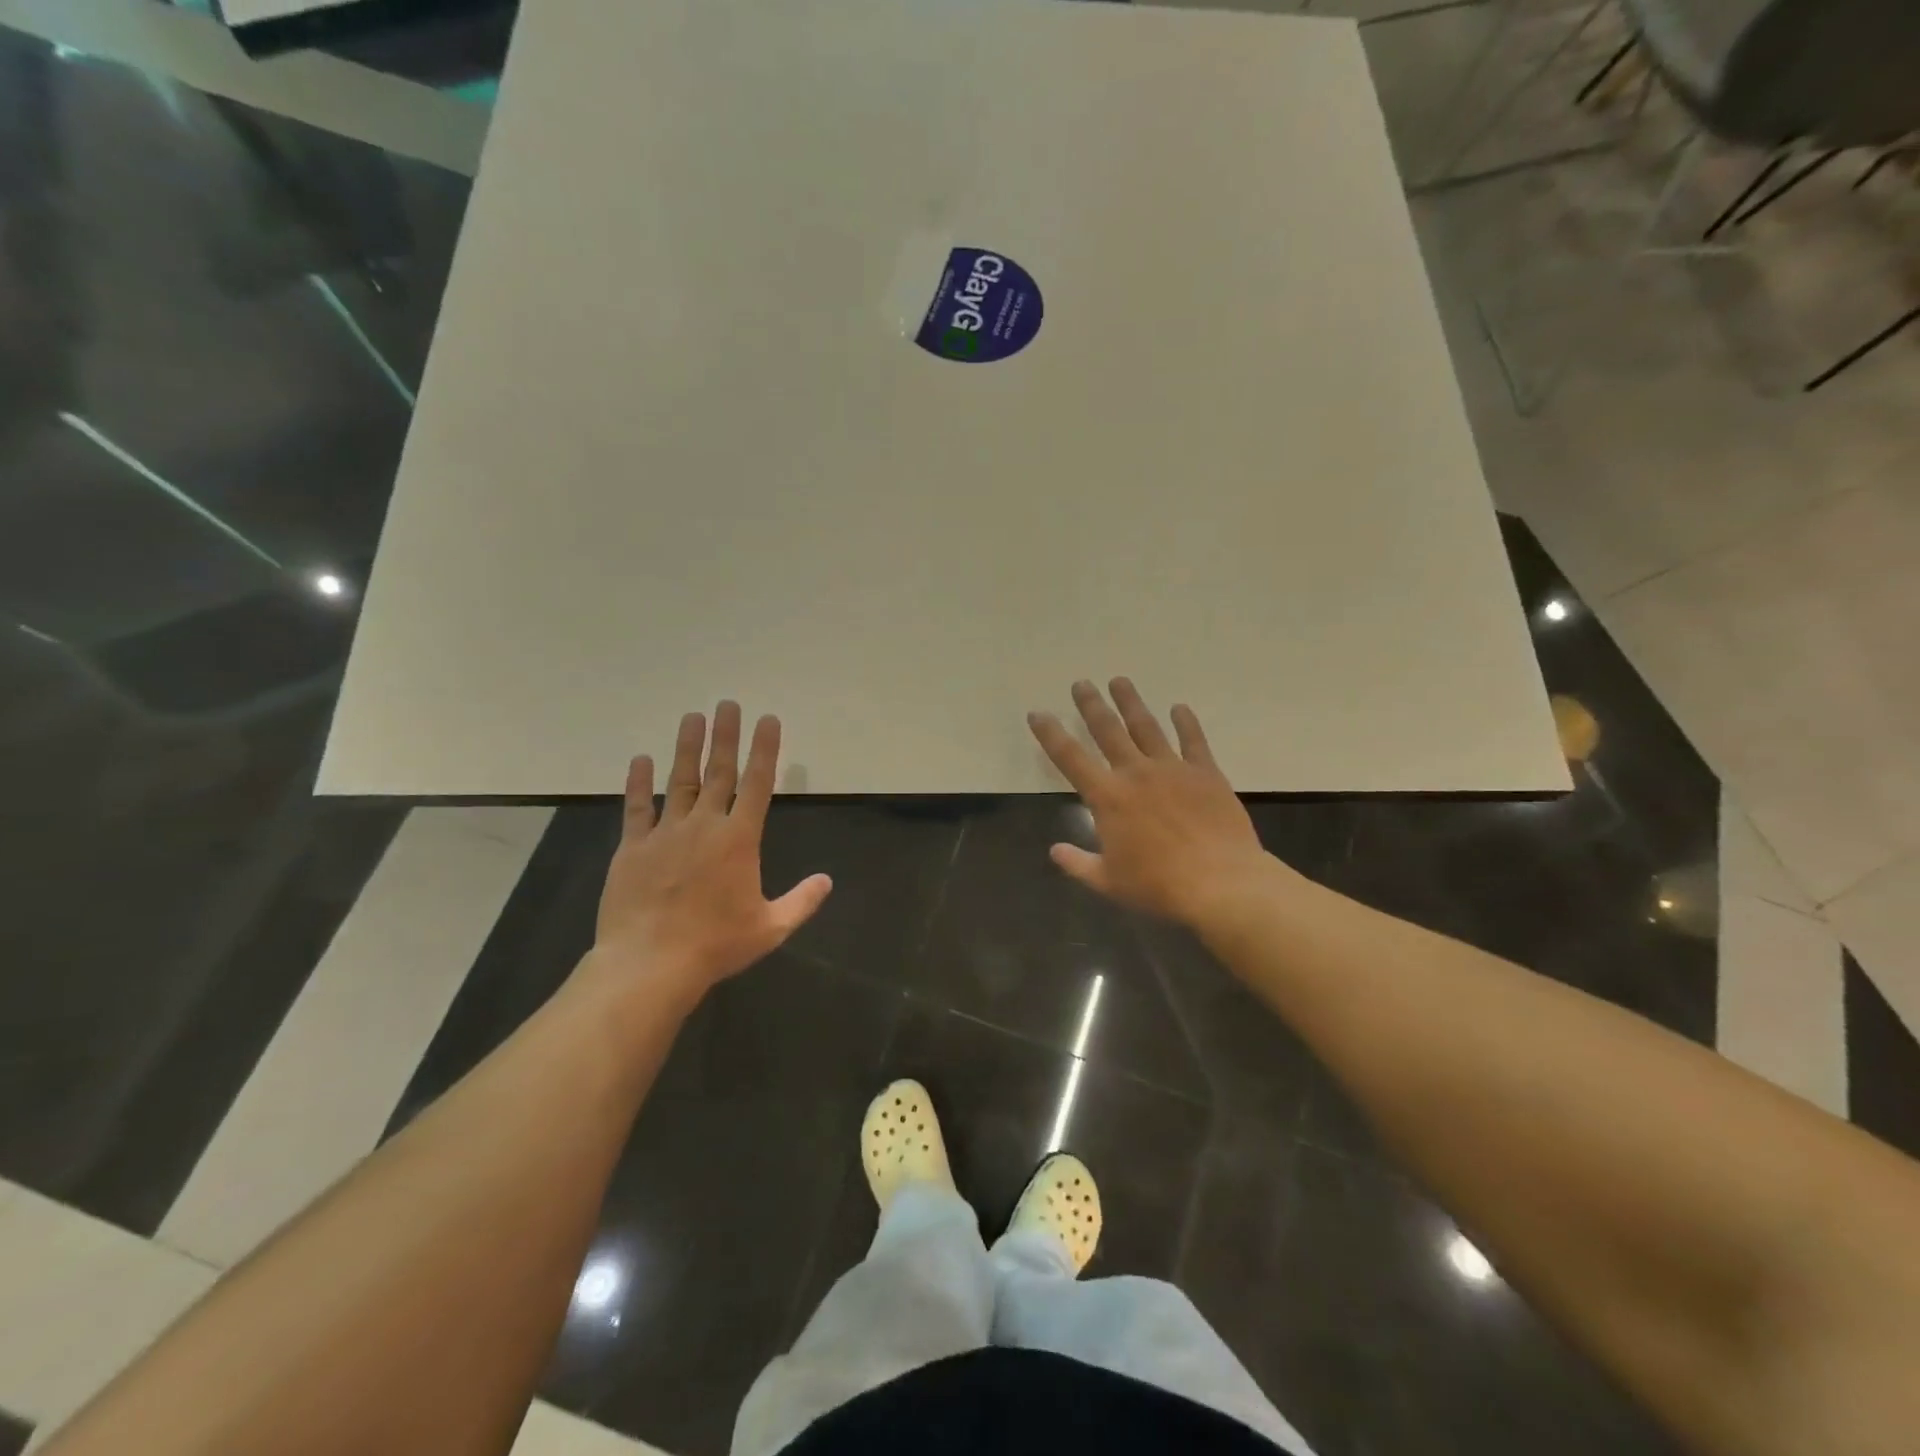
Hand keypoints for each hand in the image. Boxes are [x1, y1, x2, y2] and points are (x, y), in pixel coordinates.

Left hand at [592, 702, 831, 997]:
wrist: (650, 963)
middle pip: (719, 772)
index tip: (767, 720)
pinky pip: (637, 808)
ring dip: (687, 748)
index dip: (765, 750)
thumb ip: (802, 901)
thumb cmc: (716, 944)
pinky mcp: (633, 847)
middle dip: (725, 736)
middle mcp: (704, 825)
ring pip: (679, 781)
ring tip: (692, 716)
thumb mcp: (770, 927)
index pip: (758, 784)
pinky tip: (639, 760)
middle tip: (727, 703)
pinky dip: (638, 783)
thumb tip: (828, 881)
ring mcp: (665, 833)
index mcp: (739, 839)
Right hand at [1027, 679, 1271, 925]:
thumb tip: (1054, 850)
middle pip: (1108, 730)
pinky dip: (1186, 722)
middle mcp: (1136, 773)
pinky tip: (1179, 707)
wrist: (1221, 883)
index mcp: (1108, 798)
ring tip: (1119, 681)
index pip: (1070, 758)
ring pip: (1146, 726)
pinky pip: (1193, 740)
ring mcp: (1173, 769)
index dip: (1050, 734)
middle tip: (1081, 683)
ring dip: (1130, 702)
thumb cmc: (1158, 886)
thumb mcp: (1108, 882)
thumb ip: (1078, 864)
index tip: (1037, 713)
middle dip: (1091, 705)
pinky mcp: (1206, 773)